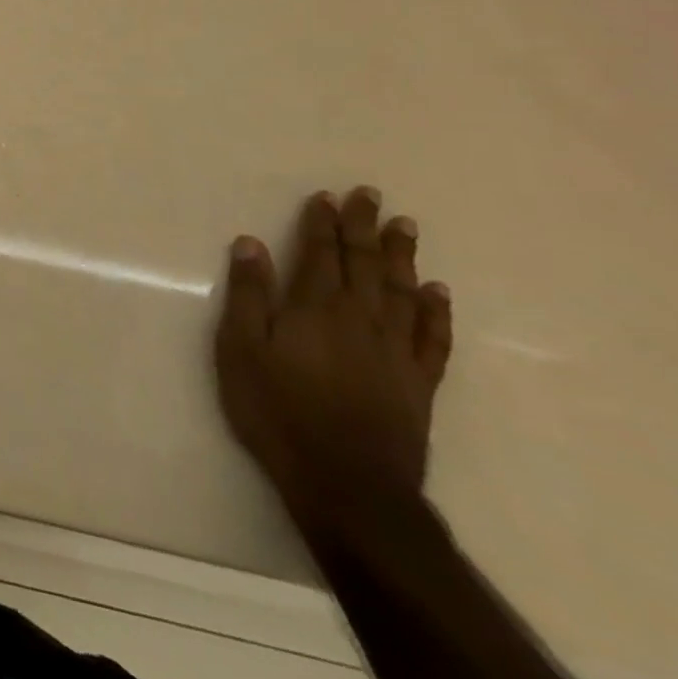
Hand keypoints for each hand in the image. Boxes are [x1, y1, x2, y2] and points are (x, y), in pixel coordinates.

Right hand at [214, 187, 452, 532]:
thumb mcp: (240, 350)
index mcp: (315, 308)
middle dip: (365, 227)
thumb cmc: (276, 410)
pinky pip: (433, 338)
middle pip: (365, 264)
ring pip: (402, 291)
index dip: (323, 223)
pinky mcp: (418, 383)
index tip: (327, 196)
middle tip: (372, 195)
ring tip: (406, 226)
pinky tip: (437, 292)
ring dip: (402, 256)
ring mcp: (395, 351)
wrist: (346, 483)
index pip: (320, 253)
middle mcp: (360, 319)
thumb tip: (250, 243)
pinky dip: (436, 311)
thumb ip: (248, 295)